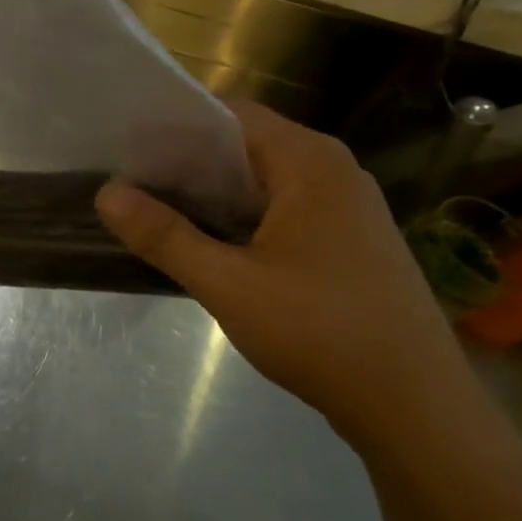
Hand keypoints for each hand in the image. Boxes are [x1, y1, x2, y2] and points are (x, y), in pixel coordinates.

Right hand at [95, 100, 469, 436]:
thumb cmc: (319, 330)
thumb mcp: (227, 283)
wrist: (414, 404)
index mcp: (309, 162)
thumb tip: (107, 194)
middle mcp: (333, 172)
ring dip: (212, 196)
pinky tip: (207, 246)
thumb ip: (164, 236)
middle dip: (186, 165)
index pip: (231, 116)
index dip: (175, 128)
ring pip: (263, 184)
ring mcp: (346, 209)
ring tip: (154, 212)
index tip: (126, 149)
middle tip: (128, 183)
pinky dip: (241, 220)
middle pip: (246, 148)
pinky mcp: (347, 244)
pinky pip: (282, 213)